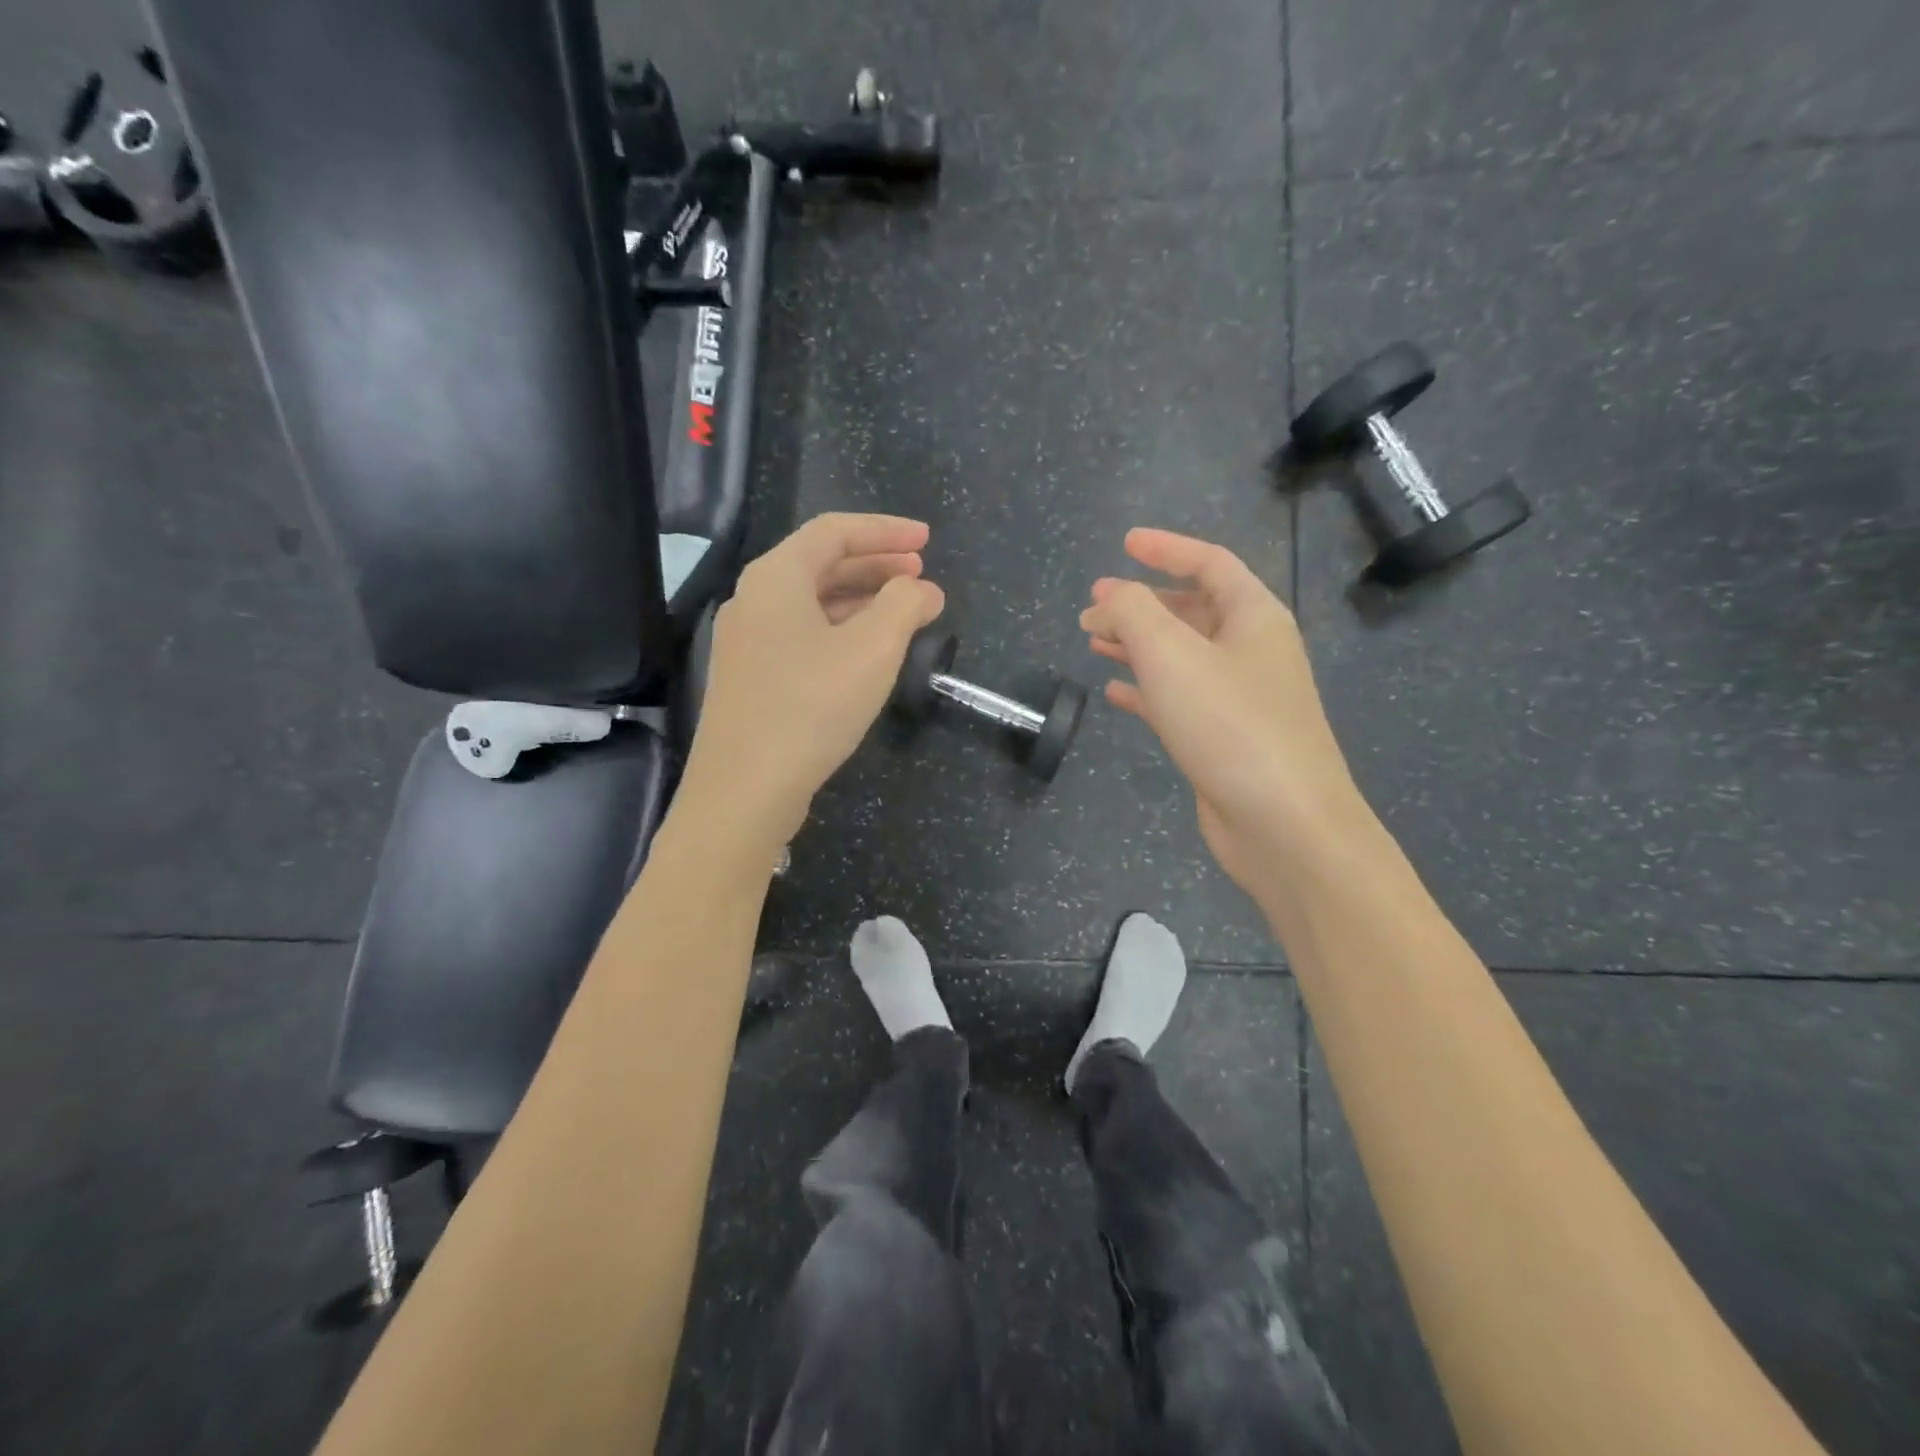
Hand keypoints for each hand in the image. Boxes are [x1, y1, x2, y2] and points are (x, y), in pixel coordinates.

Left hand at [680, 514, 944, 850]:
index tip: (927, 540)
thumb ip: (904, 606)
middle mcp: (754, 600)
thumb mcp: (872, 650)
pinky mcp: (750, 678)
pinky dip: (840, 631)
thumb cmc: (811, 706)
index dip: (885, 531)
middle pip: (821, 564)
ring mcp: (747, 642)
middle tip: (921, 574)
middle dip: (876, 565)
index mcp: (776, 577)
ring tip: (904, 612)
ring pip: (811, 603)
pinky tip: (866, 653)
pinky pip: (802, 635)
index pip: (834, 532)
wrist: (744, 789)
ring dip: (861, 600)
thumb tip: (923, 589)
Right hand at [1081, 529, 1362, 890]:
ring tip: (1093, 641)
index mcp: (1254, 617)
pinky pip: (1177, 699)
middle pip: (1192, 609)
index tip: (1124, 544)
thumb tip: (1109, 598)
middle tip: (1093, 604)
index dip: (1166, 548)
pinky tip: (1114, 693)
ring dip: (1137, 644)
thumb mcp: (1172, 655)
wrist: (1282, 823)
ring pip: (1181, 656)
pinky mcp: (1222, 739)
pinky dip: (1145, 690)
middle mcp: (1251, 651)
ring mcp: (1239, 698)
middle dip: (1141, 602)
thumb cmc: (1230, 725)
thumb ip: (1133, 612)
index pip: (1210, 563)